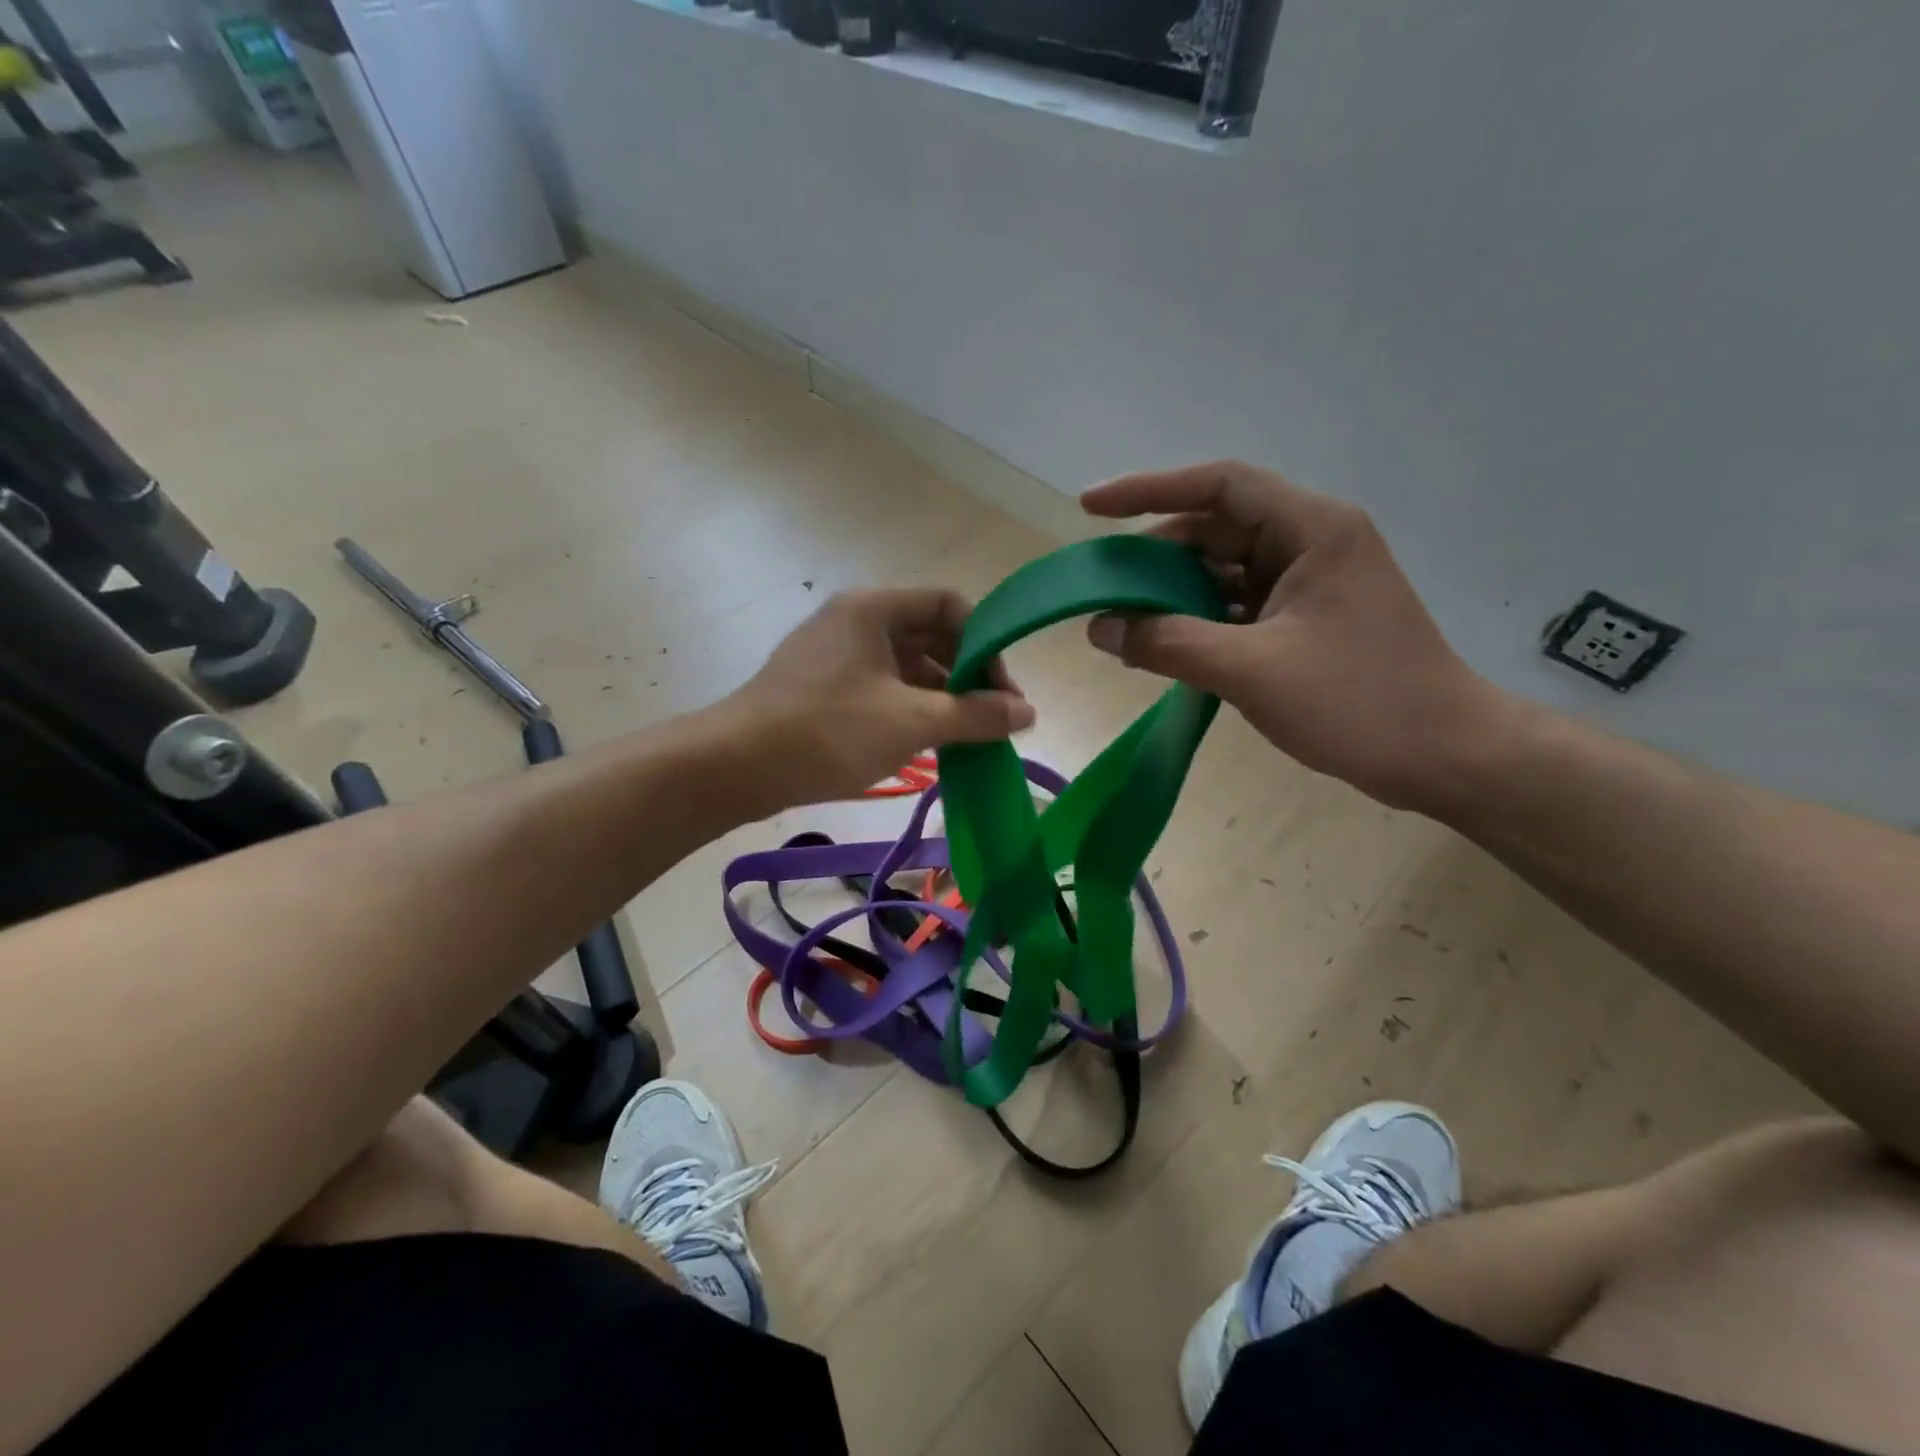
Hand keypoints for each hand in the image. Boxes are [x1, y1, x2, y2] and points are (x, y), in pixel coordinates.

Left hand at [728, 589, 1033, 807]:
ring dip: (940, 698)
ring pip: (905, 667)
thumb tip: (1028, 714)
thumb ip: (975, 715)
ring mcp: (834, 656)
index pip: (949, 605)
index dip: (985, 643)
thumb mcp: (911, 722)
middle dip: (966, 675)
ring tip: (966, 739)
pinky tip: (928, 745)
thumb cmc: (828, 731)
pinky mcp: (822, 689)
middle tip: (991, 720)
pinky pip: (881, 689)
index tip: (1002, 691)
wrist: (735, 767)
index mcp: (873, 609)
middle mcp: (854, 622)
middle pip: (929, 636)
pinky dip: (910, 711)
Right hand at [1082, 461, 1511, 810]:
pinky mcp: (1304, 620)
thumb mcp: (1252, 670)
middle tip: (1100, 587)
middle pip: (1214, 529)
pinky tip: (1162, 646)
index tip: (1089, 507)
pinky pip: (1235, 606)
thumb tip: (1099, 626)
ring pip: (1221, 571)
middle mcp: (1310, 542)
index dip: (1147, 489)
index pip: (1218, 486)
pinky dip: (1197, 621)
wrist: (1443, 756)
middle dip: (1154, 557)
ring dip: (1173, 594)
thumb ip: (1169, 643)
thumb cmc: (1358, 702)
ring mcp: (1308, 583)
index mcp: (1311, 529)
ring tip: (1121, 621)